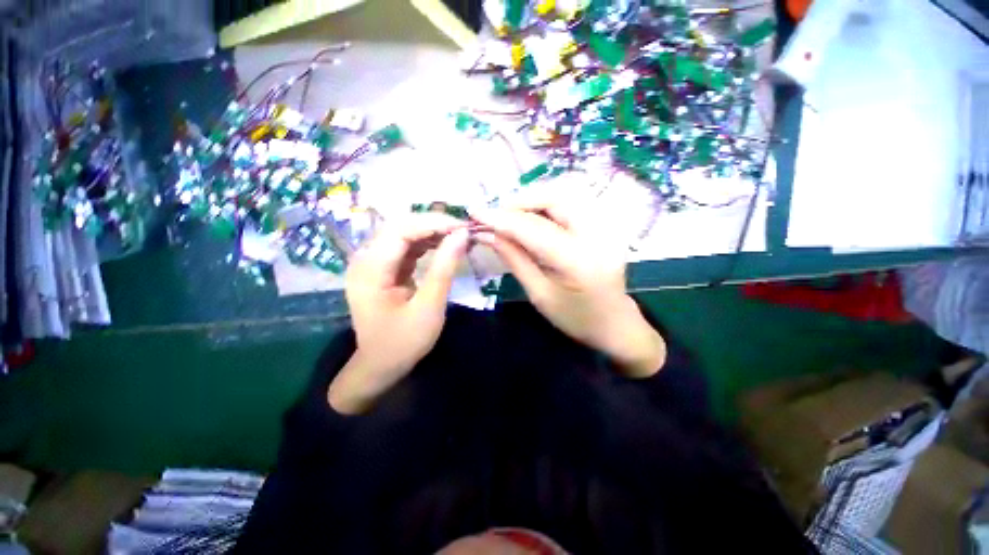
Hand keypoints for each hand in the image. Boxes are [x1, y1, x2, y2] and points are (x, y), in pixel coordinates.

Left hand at [328, 214, 468, 413]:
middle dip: (434, 224)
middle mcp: (365, 259)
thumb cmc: (404, 342)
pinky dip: (426, 243)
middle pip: (400, 226)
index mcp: (370, 270)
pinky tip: (444, 244)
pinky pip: (405, 246)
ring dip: (432, 231)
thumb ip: (444, 268)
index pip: (401, 230)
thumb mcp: (429, 307)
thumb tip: (462, 235)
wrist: (381, 364)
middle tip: (464, 230)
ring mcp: (372, 262)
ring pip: (403, 233)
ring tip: (459, 235)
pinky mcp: (382, 268)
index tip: (463, 227)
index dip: (434, 223)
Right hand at [474, 198, 665, 377]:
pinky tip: (532, 216)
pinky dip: (547, 203)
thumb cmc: (575, 318)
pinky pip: (572, 201)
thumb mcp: (539, 294)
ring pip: (565, 193)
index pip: (534, 229)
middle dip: (520, 201)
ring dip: (533, 199)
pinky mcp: (604, 225)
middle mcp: (597, 235)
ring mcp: (605, 226)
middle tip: (496, 215)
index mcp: (578, 261)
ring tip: (511, 215)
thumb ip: (514, 259)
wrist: (614, 323)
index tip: (475, 213)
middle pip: (556, 197)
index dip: (501, 218)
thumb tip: (488, 234)